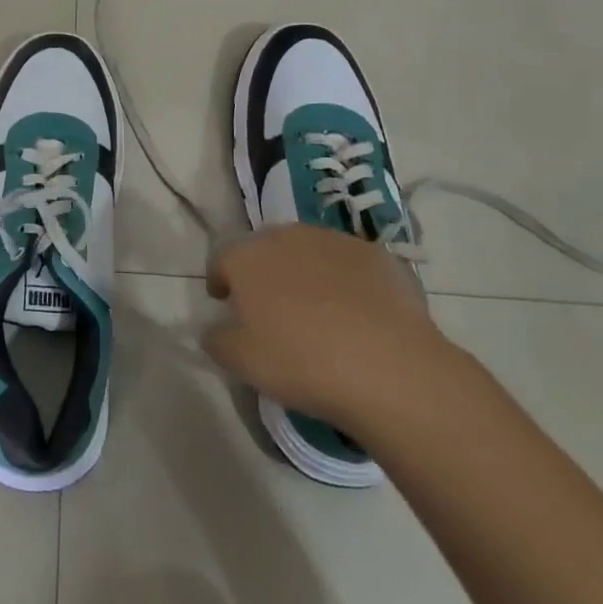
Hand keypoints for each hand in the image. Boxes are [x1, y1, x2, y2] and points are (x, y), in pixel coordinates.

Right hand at [202, 225, 459, 440]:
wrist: (389, 367)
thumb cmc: (301, 361)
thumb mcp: (241, 362)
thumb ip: (216, 339)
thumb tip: (213, 328)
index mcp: (248, 256)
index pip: (222, 259)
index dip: (220, 280)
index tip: (224, 302)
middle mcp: (287, 236)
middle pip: (266, 248)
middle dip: (263, 272)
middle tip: (271, 308)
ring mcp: (335, 241)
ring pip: (310, 252)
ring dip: (306, 273)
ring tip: (317, 311)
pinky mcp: (378, 256)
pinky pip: (351, 266)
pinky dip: (348, 283)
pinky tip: (358, 316)